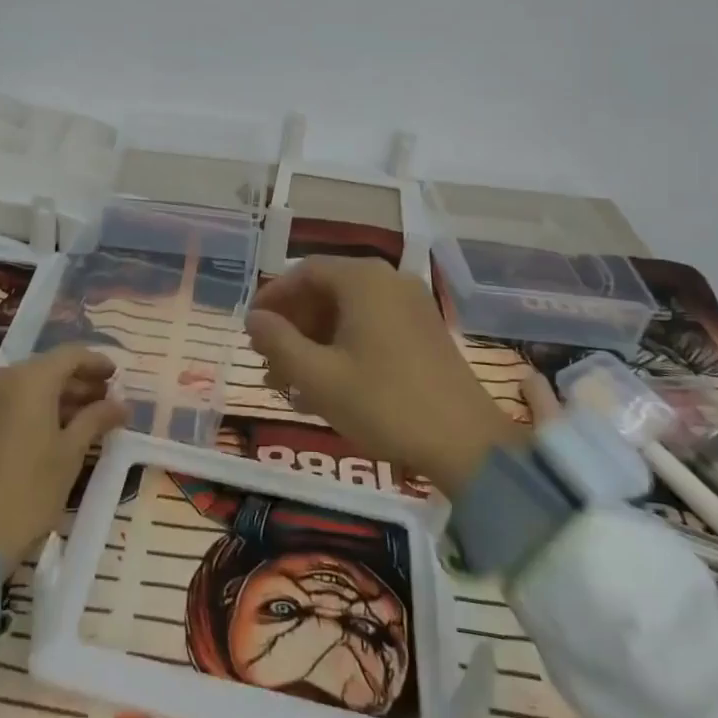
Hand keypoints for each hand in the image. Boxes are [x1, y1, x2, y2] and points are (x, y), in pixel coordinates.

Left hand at [0, 345, 127, 565]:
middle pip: (48, 368)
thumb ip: (97, 419)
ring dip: (59, 397)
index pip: (71, 355)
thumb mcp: (71, 453)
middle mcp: (1, 377)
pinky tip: (58, 429)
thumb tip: (122, 404)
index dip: (98, 363)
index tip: (119, 377)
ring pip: (29, 385)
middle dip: (79, 383)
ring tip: (88, 419)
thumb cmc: (28, 491)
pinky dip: (36, 408)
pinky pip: (11, 401)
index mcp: (28, 377)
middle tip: (107, 401)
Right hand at [244, 257, 518, 496]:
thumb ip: (278, 342)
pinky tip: (325, 387)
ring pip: (348, 312)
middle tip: (267, 360)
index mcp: (363, 280)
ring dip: (314, 342)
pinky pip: (371, 327)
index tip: (251, 328)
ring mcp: (411, 305)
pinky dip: (343, 348)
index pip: (304, 272)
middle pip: (327, 290)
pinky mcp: (424, 331)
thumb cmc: (383, 403)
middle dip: (292, 325)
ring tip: (289, 383)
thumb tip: (254, 319)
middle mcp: (389, 280)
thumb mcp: (318, 376)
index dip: (273, 297)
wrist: (466, 444)